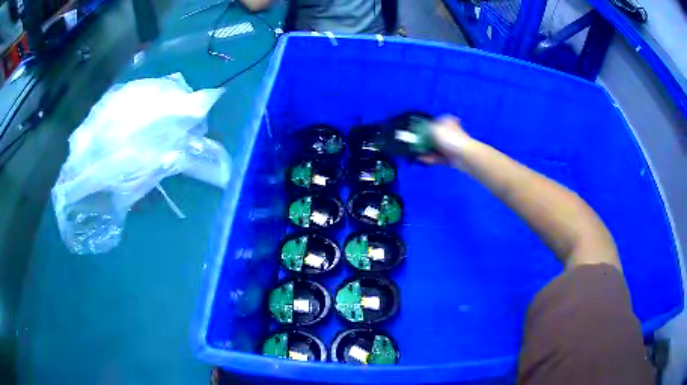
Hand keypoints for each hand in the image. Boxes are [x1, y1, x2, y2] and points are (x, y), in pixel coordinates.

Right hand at [420, 115, 473, 170]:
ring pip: (436, 147)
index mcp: (446, 121)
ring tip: (415, 152)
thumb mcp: (433, 129)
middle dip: (425, 140)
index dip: (425, 125)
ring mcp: (451, 145)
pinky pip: (438, 157)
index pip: (434, 121)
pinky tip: (421, 158)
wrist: (463, 154)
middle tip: (415, 143)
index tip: (417, 130)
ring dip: (426, 150)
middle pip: (434, 135)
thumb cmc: (449, 137)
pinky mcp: (451, 157)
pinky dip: (430, 158)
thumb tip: (418, 130)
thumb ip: (424, 129)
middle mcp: (449, 132)